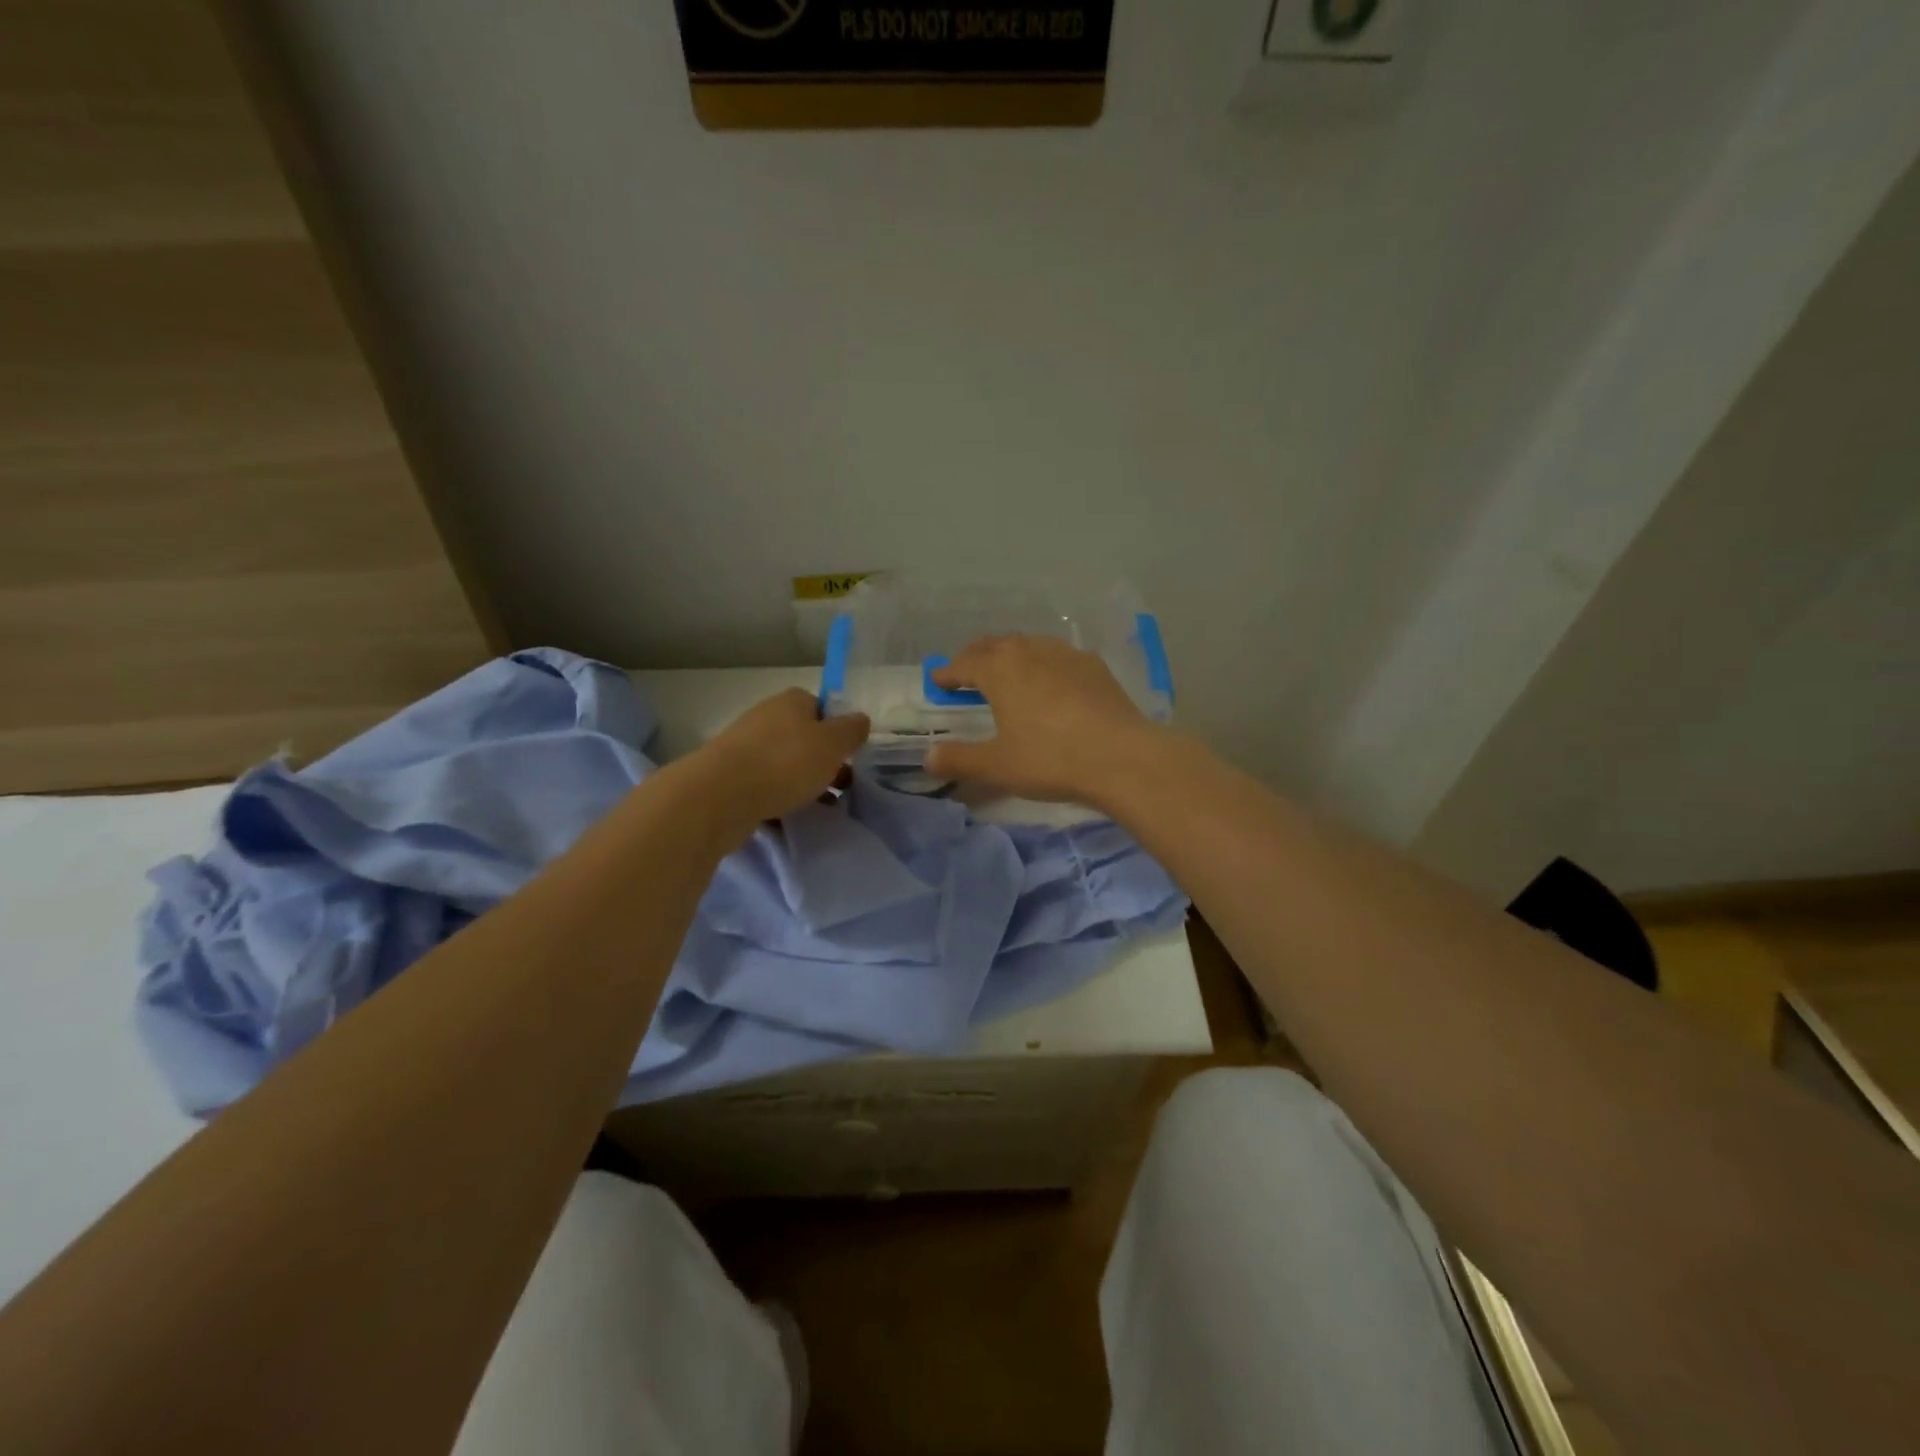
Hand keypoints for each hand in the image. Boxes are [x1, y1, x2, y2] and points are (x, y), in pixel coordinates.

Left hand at [695, 688, 868, 828]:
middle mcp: (767, 716)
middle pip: (804, 736)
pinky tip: (789, 816)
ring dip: (803, 782)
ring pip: (784, 762)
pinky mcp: (729, 775)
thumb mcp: (833, 744)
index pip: (822, 706)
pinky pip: (764, 784)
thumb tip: (860, 720)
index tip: (850, 755)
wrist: (721, 795)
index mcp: (792, 701)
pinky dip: (778, 797)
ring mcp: (744, 745)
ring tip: (820, 807)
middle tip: (841, 786)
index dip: (839, 730)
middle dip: (823, 761)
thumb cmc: (786, 762)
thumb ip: (852, 730)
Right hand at [924, 636, 1164, 805]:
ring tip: (1007, 673)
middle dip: (976, 657)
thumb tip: (928, 757)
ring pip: (1028, 645)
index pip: (964, 664)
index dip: (948, 673)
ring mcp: (1066, 655)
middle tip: (967, 673)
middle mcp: (1030, 651)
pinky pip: (1057, 656)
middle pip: (994, 645)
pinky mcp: (1094, 666)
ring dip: (1010, 655)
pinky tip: (1050, 681)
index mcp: (1000, 670)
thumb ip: (959, 759)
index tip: (938, 682)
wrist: (1121, 757)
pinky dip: (1042, 663)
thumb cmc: (1050, 759)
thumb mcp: (997, 766)